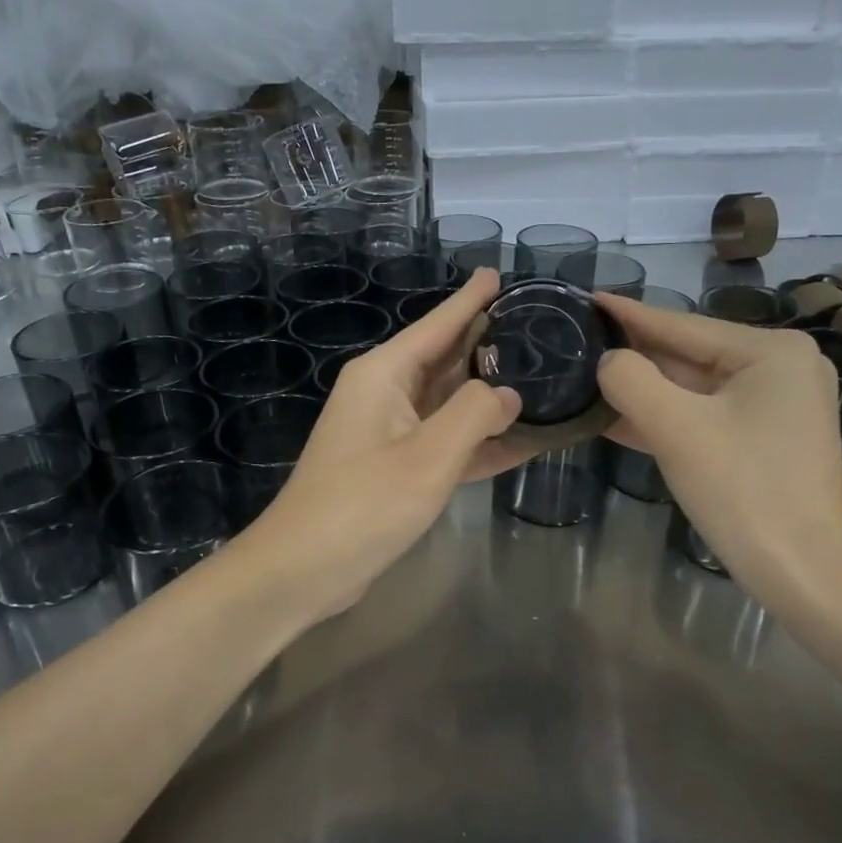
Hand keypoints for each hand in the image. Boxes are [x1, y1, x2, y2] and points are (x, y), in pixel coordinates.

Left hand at [245, 268, 526, 617]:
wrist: (303, 569)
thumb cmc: (363, 503)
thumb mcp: (428, 456)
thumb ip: (476, 415)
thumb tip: (508, 392)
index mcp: (384, 374)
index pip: (437, 324)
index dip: (470, 300)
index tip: (497, 273)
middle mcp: (385, 393)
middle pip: (445, 359)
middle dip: (486, 343)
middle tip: (536, 327)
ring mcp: (388, 432)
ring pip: (448, 402)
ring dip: (488, 396)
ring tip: (538, 376)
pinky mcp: (394, 467)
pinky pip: (444, 442)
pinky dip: (477, 442)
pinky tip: (519, 440)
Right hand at [594, 296, 841, 604]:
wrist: (806, 576)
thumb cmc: (744, 492)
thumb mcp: (677, 429)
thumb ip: (632, 381)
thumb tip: (608, 361)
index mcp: (770, 351)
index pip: (683, 325)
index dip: (629, 314)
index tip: (587, 298)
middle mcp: (780, 368)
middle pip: (689, 356)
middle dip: (634, 356)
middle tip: (578, 341)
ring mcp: (776, 407)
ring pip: (693, 390)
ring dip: (643, 391)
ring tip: (586, 377)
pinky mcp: (765, 441)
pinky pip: (704, 417)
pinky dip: (664, 419)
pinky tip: (616, 418)